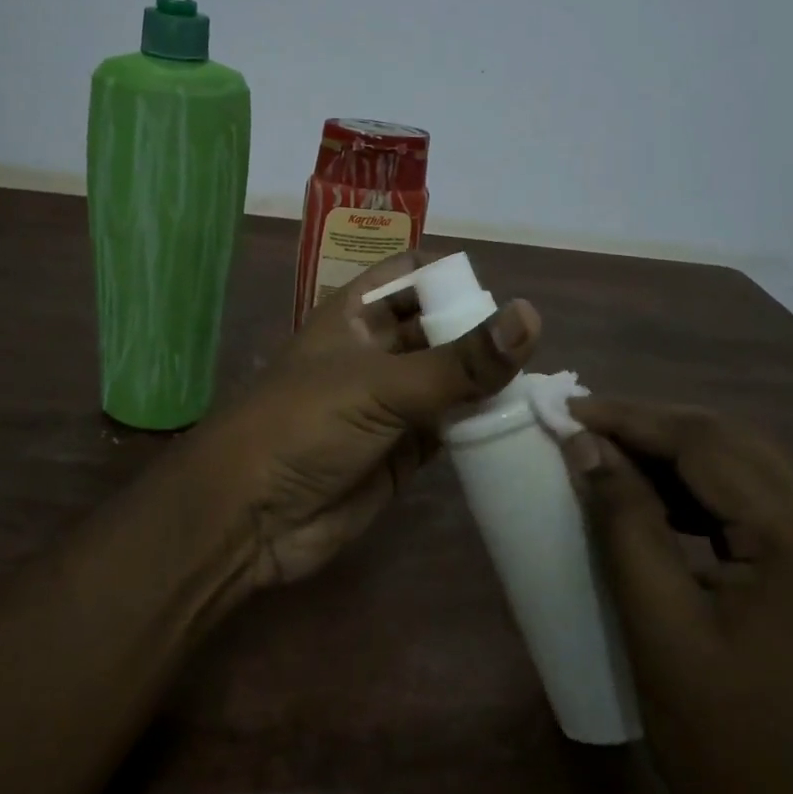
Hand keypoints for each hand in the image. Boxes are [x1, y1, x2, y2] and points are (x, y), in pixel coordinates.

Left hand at [181, 251, 539, 587]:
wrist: (250, 517)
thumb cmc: (303, 426)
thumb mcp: (380, 385)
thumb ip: (459, 361)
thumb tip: (531, 317)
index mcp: (357, 316)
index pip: (411, 275)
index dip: (450, 278)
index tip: (499, 299)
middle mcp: (375, 353)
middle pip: (439, 330)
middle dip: (480, 335)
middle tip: (537, 351)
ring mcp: (389, 405)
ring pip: (450, 382)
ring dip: (486, 385)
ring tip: (542, 388)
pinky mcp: (402, 453)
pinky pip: (450, 430)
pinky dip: (479, 429)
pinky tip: (519, 428)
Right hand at [559, 400, 792, 793]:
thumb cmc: (730, 748)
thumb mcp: (660, 627)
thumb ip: (624, 523)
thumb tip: (584, 446)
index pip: (706, 443)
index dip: (629, 419)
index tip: (565, 411)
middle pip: (734, 443)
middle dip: (653, 427)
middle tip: (582, 427)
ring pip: (751, 469)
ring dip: (680, 456)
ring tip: (611, 456)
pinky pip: (764, 508)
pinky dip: (707, 493)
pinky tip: (662, 505)